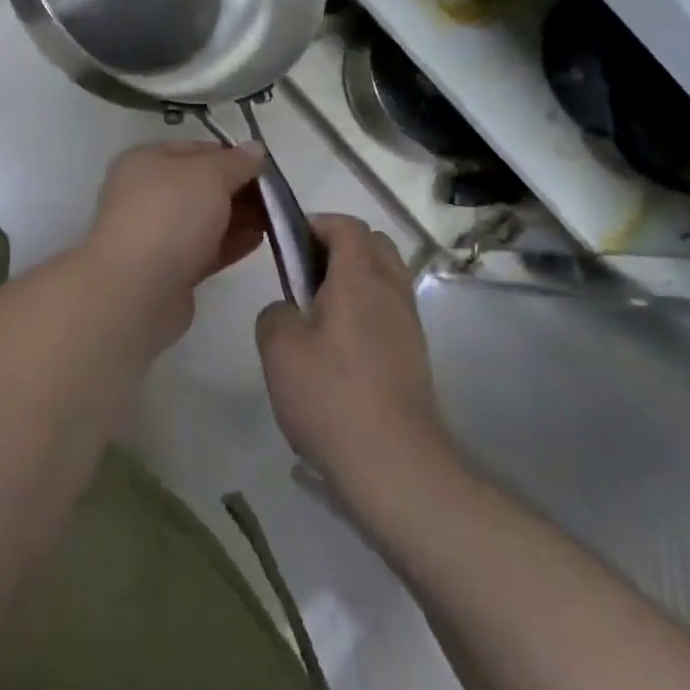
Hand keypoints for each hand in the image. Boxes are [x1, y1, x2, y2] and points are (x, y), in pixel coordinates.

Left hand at [83, 141, 267, 337]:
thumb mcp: (210, 174)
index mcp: (146, 161)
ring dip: (239, 217)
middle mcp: (147, 193)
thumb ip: (236, 162)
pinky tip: (260, 240)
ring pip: (206, 219)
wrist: (137, 288)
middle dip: (239, 189)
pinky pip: (206, 249)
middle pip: (202, 186)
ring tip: (276, 219)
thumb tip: (255, 149)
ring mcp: (157, 233)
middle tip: (276, 196)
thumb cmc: (171, 214)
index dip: (232, 155)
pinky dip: (231, 243)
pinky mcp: (169, 269)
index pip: (196, 150)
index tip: (264, 168)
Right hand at [256, 216, 453, 499]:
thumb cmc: (332, 397)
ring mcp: (409, 324)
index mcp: (359, 277)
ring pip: (385, 277)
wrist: (395, 466)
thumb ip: (275, 313)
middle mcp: (391, 290)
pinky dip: (367, 310)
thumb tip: (287, 310)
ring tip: (319, 313)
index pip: (347, 225)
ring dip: (355, 279)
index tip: (289, 243)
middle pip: (373, 244)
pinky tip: (340, 349)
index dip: (316, 224)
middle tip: (304, 274)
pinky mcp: (415, 355)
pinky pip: (390, 310)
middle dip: (339, 247)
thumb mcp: (279, 350)